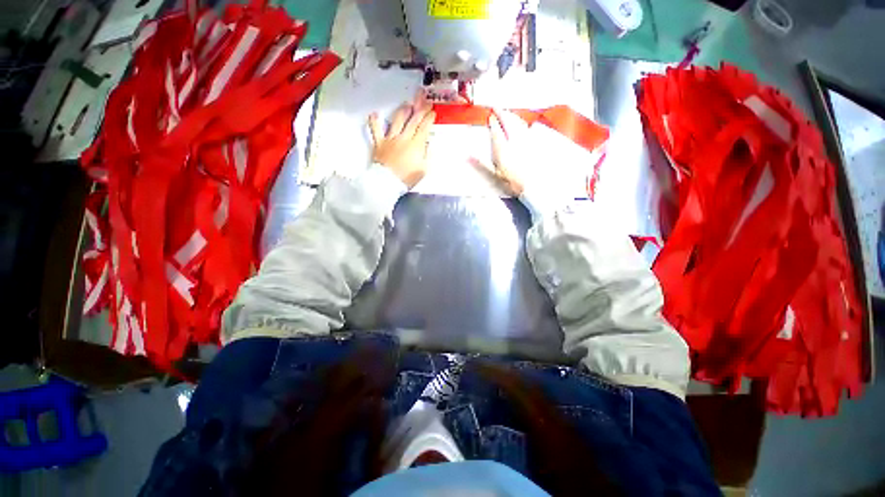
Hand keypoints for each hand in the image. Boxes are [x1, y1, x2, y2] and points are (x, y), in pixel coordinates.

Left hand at [368, 92, 435, 187]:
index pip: (424, 128)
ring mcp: (390, 139)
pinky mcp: (379, 142)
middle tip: (425, 102)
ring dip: (403, 110)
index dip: (429, 119)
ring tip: (407, 104)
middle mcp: (403, 138)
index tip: (432, 112)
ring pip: (397, 120)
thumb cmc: (407, 178)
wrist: (388, 183)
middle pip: (413, 121)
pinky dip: (374, 121)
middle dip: (420, 110)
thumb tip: (428, 144)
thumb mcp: (423, 169)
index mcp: (416, 145)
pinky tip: (375, 113)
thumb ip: (426, 155)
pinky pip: (375, 129)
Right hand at [470, 110, 528, 196]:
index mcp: (502, 149)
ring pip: (518, 122)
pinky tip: (521, 122)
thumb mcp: (494, 174)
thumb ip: (481, 163)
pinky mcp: (533, 143)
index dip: (493, 122)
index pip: (496, 131)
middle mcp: (514, 141)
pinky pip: (527, 127)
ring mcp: (525, 140)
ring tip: (507, 112)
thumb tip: (468, 156)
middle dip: (501, 113)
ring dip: (511, 115)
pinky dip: (521, 122)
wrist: (532, 185)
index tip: (490, 117)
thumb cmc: (512, 181)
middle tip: (496, 108)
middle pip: (508, 122)